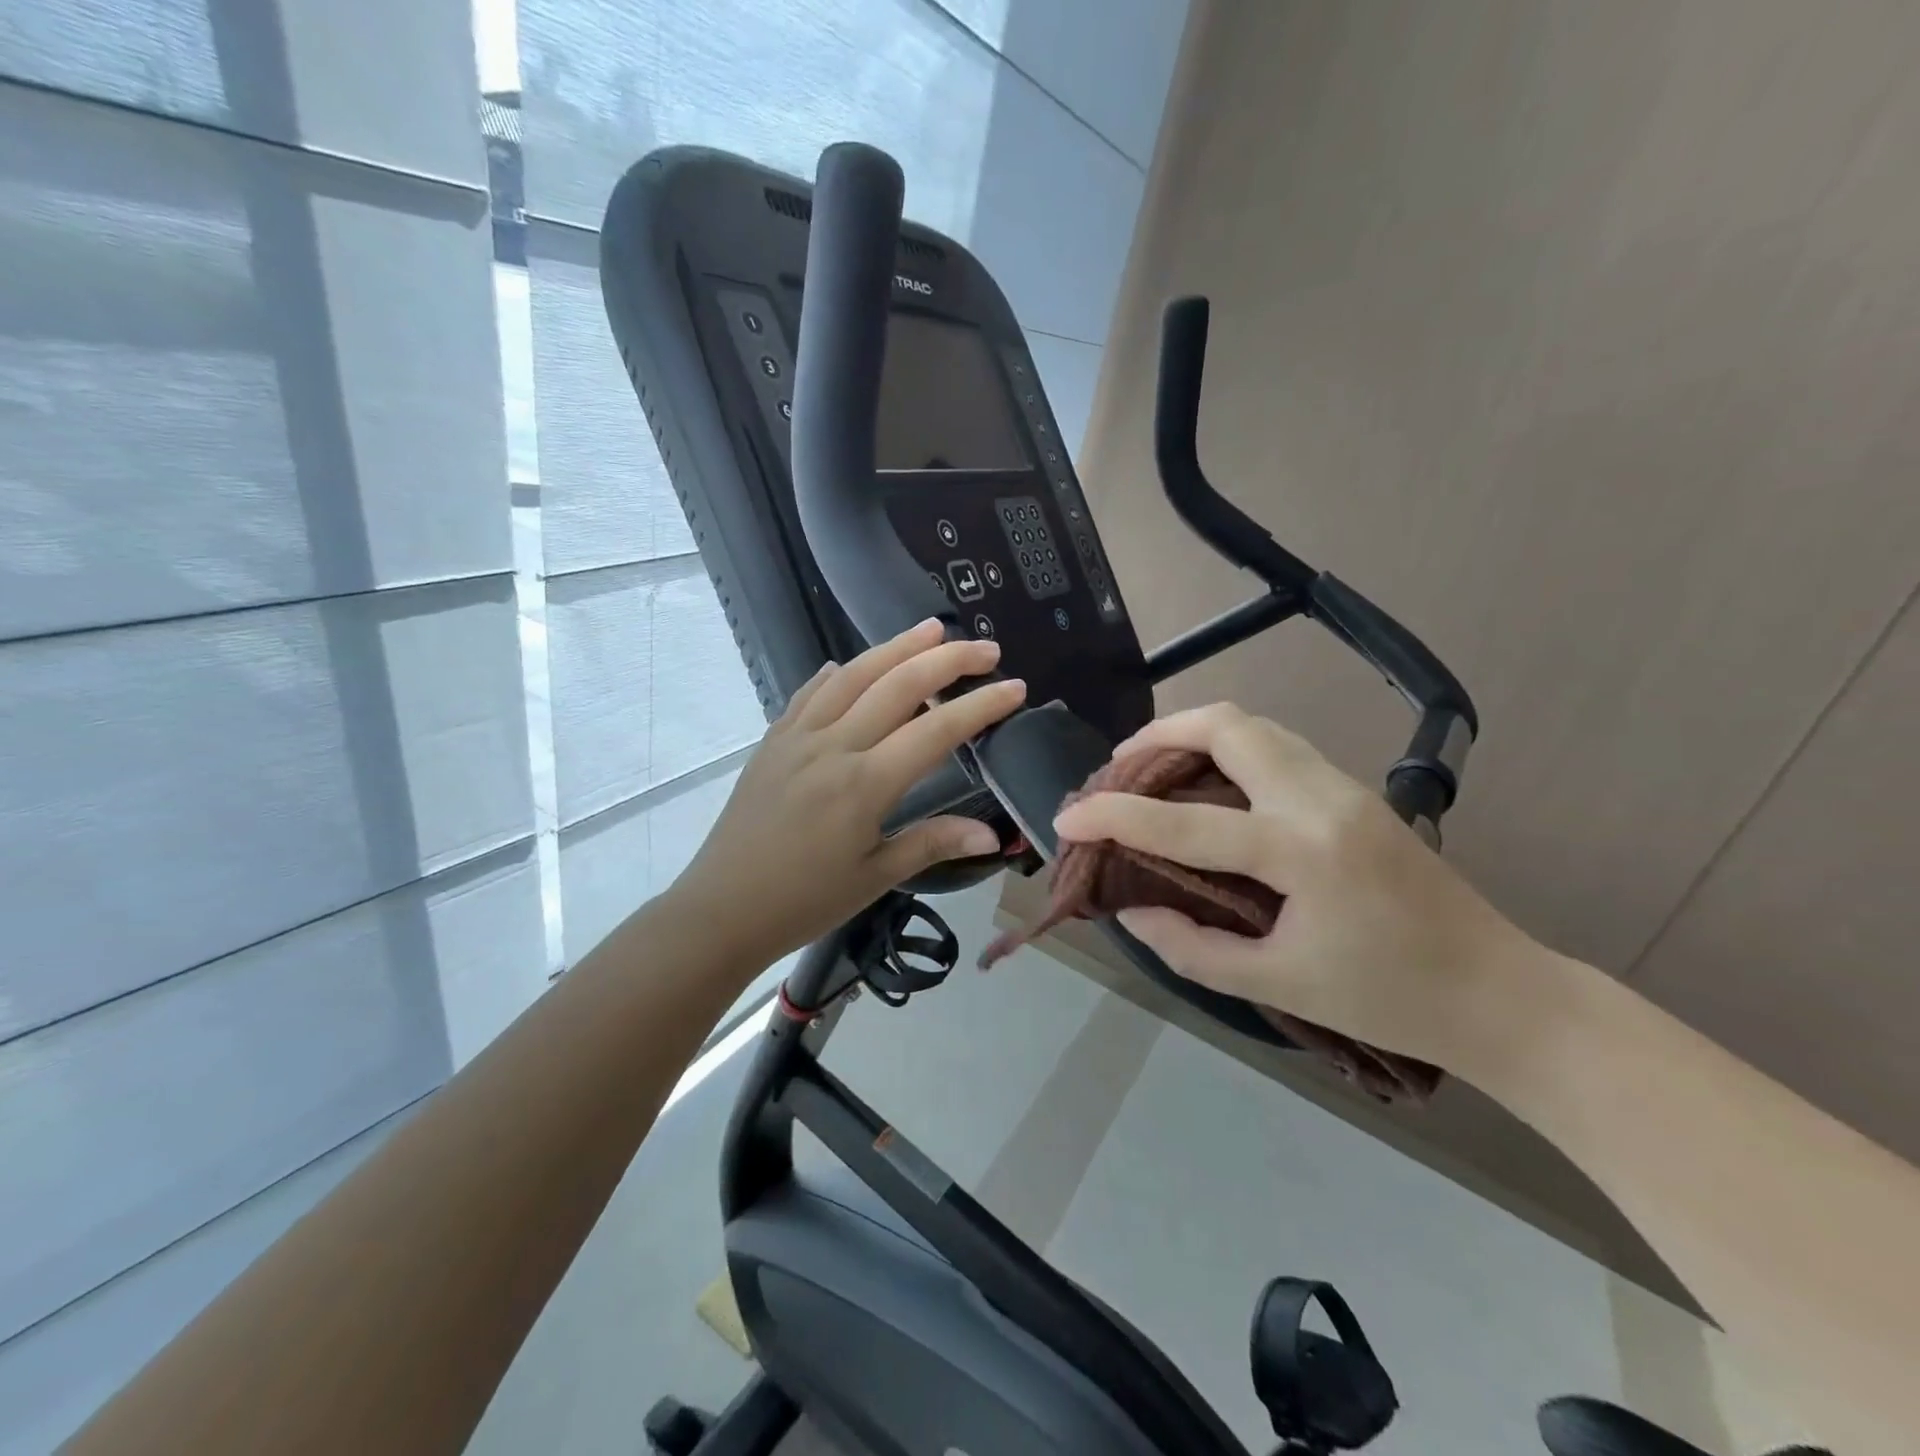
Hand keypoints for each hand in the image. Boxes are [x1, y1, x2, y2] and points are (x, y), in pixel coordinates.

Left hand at [671, 621, 1025, 968]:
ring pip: (853, 675)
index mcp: (864, 784)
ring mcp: (797, 737)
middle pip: (898, 684)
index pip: (936, 730)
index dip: (981, 705)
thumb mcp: (875, 877)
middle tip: (985, 648)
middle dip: (948, 660)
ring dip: (896, 646)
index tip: (1015, 687)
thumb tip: (994, 835)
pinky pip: (809, 693)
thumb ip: (933, 844)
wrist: (720, 909)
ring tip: (932, 628)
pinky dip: (837, 673)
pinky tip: (848, 665)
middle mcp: (833, 745)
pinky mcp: (773, 740)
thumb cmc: (803, 901)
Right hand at [1051, 704, 1537, 1070]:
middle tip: (1117, 769)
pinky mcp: (1356, 791)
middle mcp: (1321, 798)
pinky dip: (1228, 748)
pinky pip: (1277, 745)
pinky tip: (1210, 786)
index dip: (1114, 817)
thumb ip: (1194, 949)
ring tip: (1154, 768)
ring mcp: (1345, 786)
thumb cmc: (1390, 1000)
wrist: (1502, 994)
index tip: (1067, 818)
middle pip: (1228, 725)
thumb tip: (1134, 912)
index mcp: (1301, 851)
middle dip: (1159, 735)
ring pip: (1255, 726)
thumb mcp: (1279, 985)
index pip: (1184, 822)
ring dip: (1194, 733)